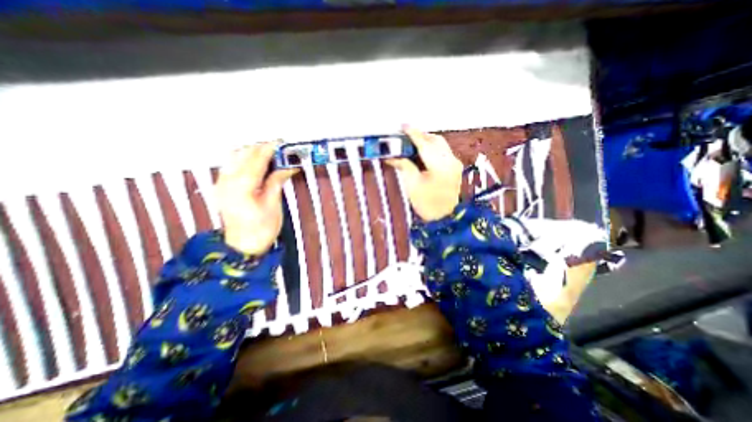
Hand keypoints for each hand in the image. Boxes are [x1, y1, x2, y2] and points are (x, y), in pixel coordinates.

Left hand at [216, 141, 298, 254]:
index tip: (281, 142)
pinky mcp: (221, 187)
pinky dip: (244, 159)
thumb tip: (288, 166)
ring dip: (251, 152)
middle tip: (278, 147)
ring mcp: (221, 183)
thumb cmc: (262, 229)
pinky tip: (256, 163)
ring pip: (234, 157)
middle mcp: (227, 181)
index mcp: (241, 187)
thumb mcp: (273, 205)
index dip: (269, 149)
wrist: (243, 246)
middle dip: (260, 148)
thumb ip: (276, 181)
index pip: (256, 160)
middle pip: (242, 154)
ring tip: (269, 153)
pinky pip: (231, 165)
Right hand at [387, 125, 465, 222]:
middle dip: (421, 135)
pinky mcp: (455, 167)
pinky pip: (443, 151)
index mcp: (440, 166)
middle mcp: (451, 160)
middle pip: (436, 140)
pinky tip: (423, 152)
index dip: (412, 133)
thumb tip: (392, 156)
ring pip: (441, 144)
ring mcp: (455, 163)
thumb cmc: (427, 204)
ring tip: (413, 143)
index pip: (424, 144)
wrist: (445, 219)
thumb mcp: (412, 185)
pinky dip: (432, 148)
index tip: (402, 125)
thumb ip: (404, 166)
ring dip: (427, 141)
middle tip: (406, 136)